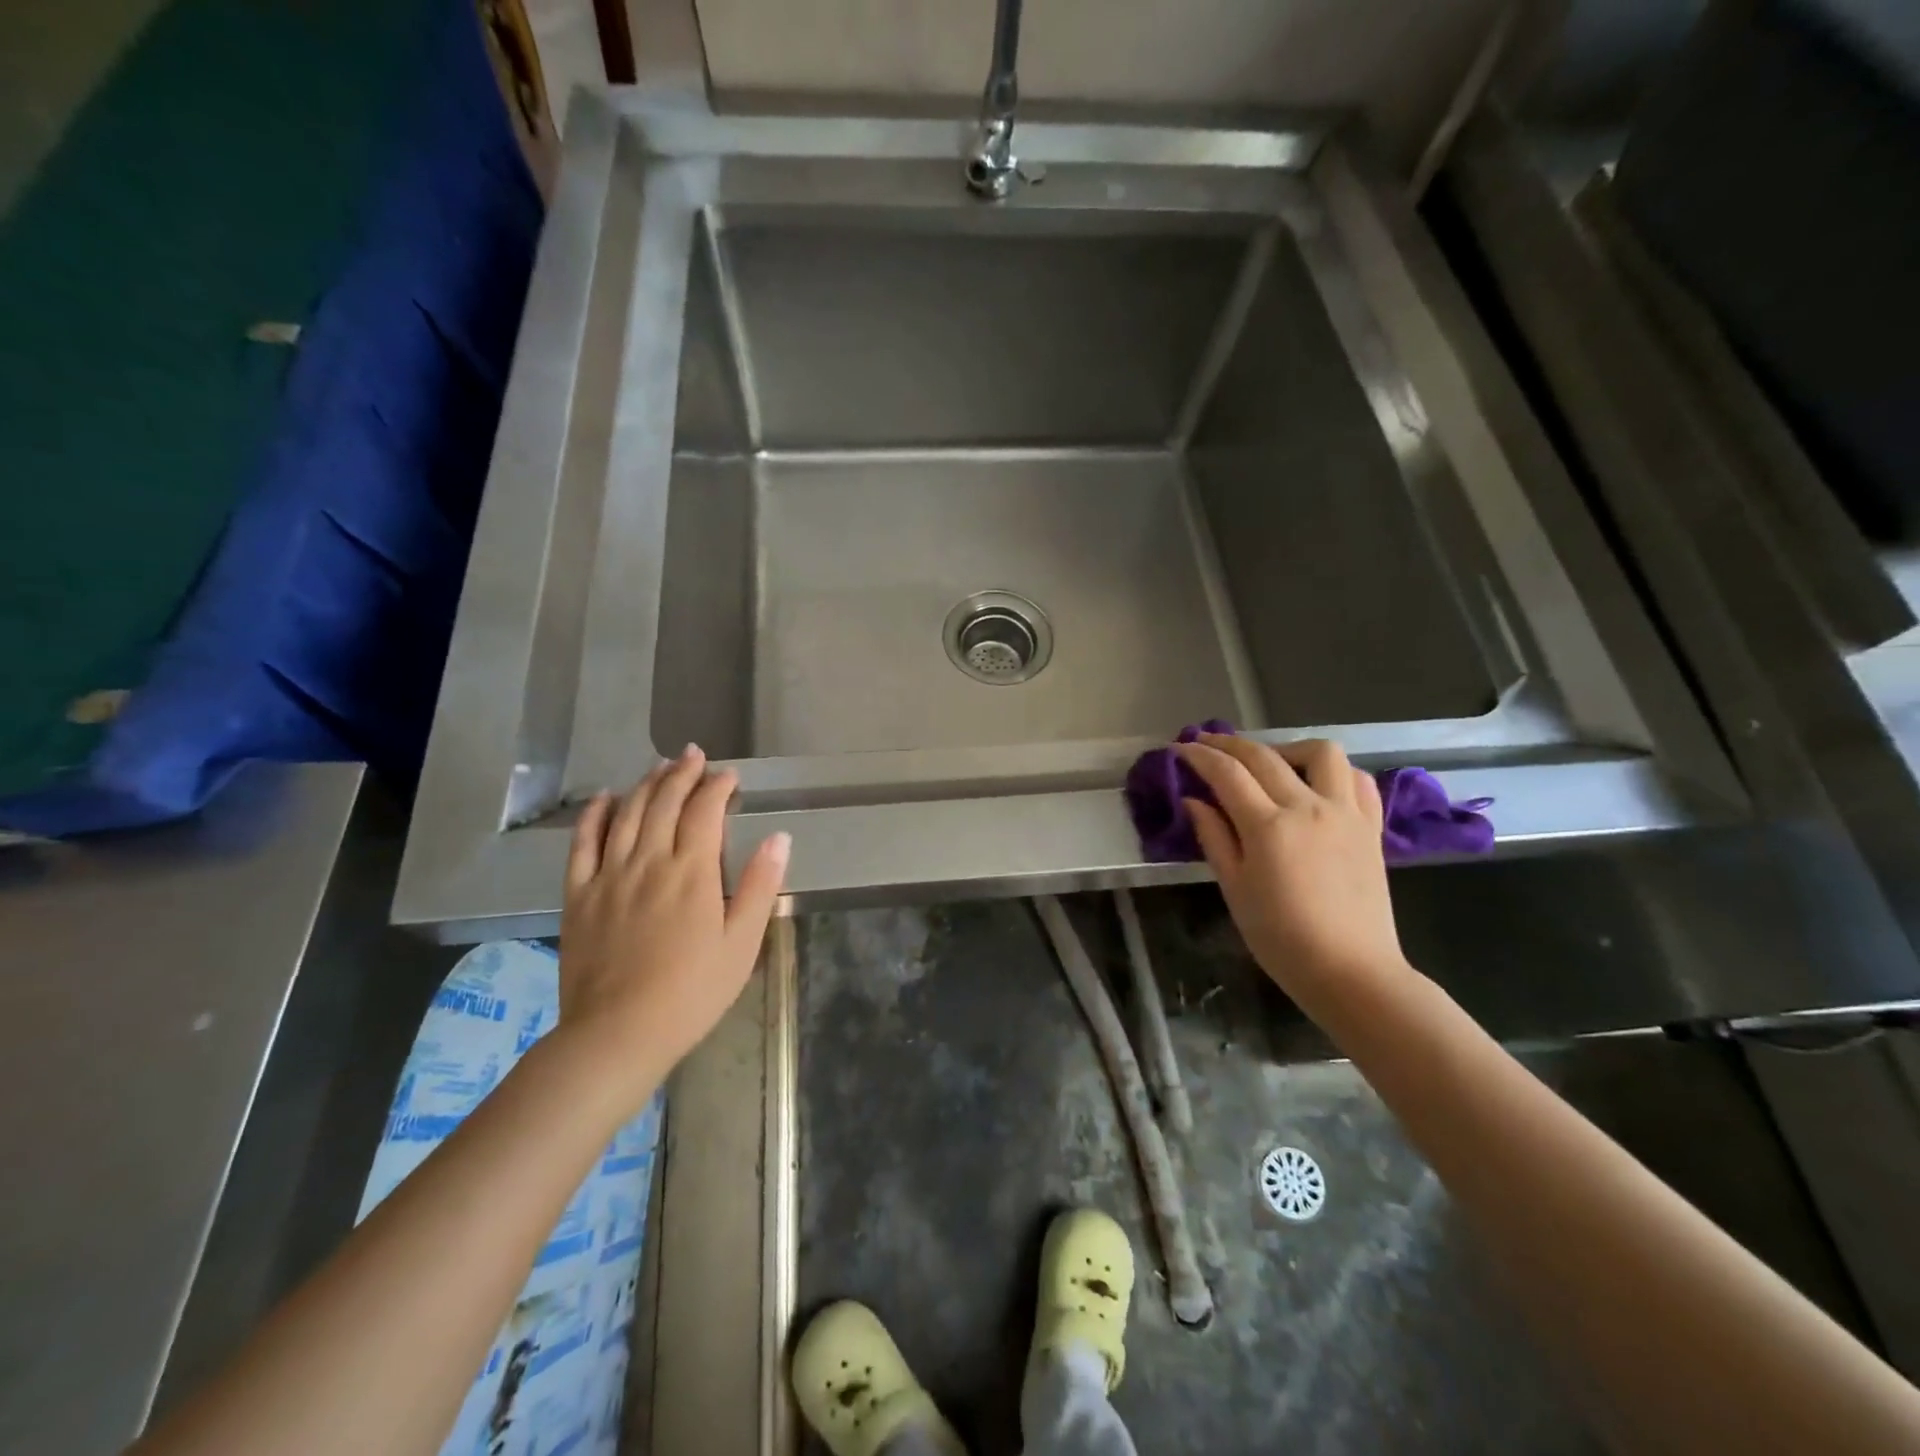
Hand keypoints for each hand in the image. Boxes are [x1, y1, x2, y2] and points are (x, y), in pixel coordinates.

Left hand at [555, 745, 789, 1103]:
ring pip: (628, 814)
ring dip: (646, 784)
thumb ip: (759, 886)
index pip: (705, 812)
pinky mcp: (579, 895)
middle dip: (682, 774)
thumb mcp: (742, 943)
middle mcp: (649, 861)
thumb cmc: (692, 992)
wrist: (618, 1033)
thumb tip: (779, 837)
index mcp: (692, 872)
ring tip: (659, 766)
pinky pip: (583, 844)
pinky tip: (605, 799)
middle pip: (665, 803)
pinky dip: (595, 815)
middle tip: (694, 754)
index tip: (729, 776)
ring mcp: (609, 876)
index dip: (718, 787)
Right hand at [1176, 734, 1410, 1010]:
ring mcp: (1345, 813)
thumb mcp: (1234, 890)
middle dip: (1229, 744)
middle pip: (1264, 756)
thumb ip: (1214, 838)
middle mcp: (1308, 808)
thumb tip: (1194, 801)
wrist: (1352, 972)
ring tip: (1270, 764)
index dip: (1199, 756)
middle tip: (1206, 744)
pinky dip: (1333, 772)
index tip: (1180, 749)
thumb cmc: (1281, 939)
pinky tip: (1315, 785)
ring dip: (1287, 748)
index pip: (1227, 773)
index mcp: (1268, 827)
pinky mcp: (1371, 827)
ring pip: (1321, 753)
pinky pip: (1357, 780)